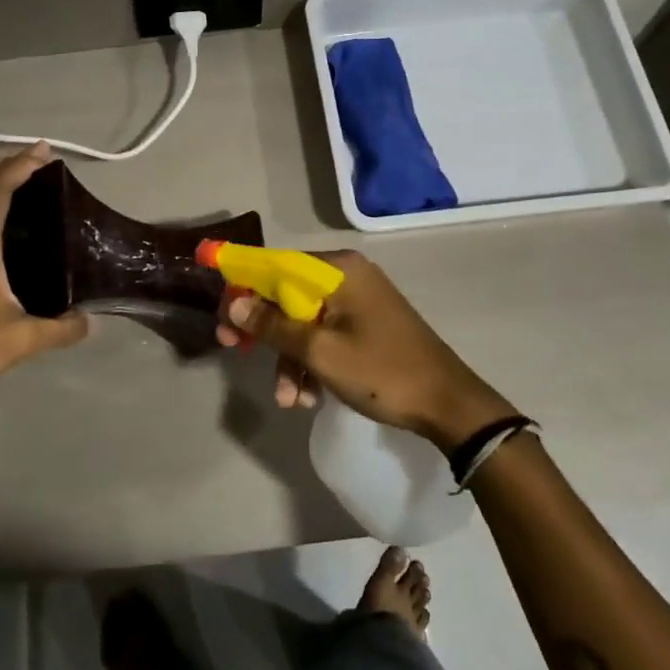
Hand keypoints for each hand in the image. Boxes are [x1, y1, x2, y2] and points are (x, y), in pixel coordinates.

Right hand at [217, 250, 514, 448]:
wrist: (449, 405)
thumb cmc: (382, 372)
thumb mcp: (320, 352)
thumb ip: (273, 325)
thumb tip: (233, 301)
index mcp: (338, 269)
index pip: (275, 264)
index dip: (242, 284)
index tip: (220, 313)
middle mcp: (347, 275)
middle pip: (287, 293)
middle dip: (263, 329)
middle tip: (234, 350)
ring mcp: (359, 300)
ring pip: (304, 320)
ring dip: (288, 358)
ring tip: (288, 399)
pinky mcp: (366, 324)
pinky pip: (325, 334)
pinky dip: (311, 362)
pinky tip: (308, 397)